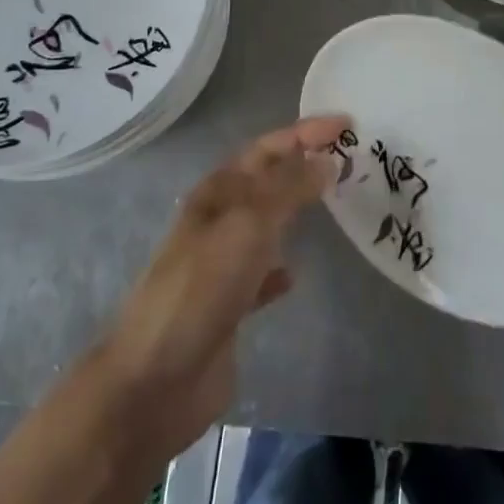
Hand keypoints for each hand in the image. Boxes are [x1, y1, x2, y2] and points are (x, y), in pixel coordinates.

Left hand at [88, 116, 343, 463]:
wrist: (155, 380)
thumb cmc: (201, 288)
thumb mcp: (249, 225)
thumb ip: (289, 189)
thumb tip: (326, 159)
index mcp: (218, 192)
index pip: (268, 148)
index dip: (305, 132)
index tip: (347, 123)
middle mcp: (219, 220)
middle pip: (268, 180)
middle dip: (304, 164)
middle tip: (348, 158)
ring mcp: (222, 263)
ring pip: (267, 223)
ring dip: (296, 209)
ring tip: (334, 204)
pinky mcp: (228, 306)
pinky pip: (261, 274)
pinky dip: (279, 267)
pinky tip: (295, 274)